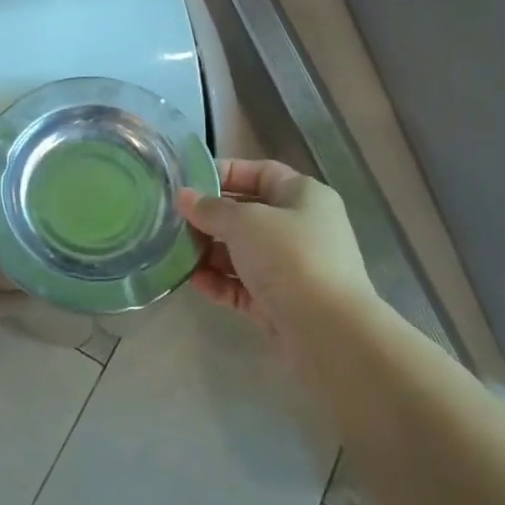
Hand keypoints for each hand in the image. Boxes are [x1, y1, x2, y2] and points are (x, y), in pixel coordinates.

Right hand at [177, 159, 375, 335]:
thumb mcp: (244, 222)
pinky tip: (193, 282)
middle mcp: (302, 228)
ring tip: (177, 252)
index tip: (190, 182)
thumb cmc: (289, 257)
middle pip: (250, 214)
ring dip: (211, 252)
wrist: (328, 331)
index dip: (227, 173)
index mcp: (304, 196)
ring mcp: (293, 268)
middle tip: (175, 221)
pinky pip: (245, 286)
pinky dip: (221, 282)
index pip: (262, 173)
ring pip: (245, 253)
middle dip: (212, 218)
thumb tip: (184, 197)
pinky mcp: (282, 303)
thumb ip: (211, 209)